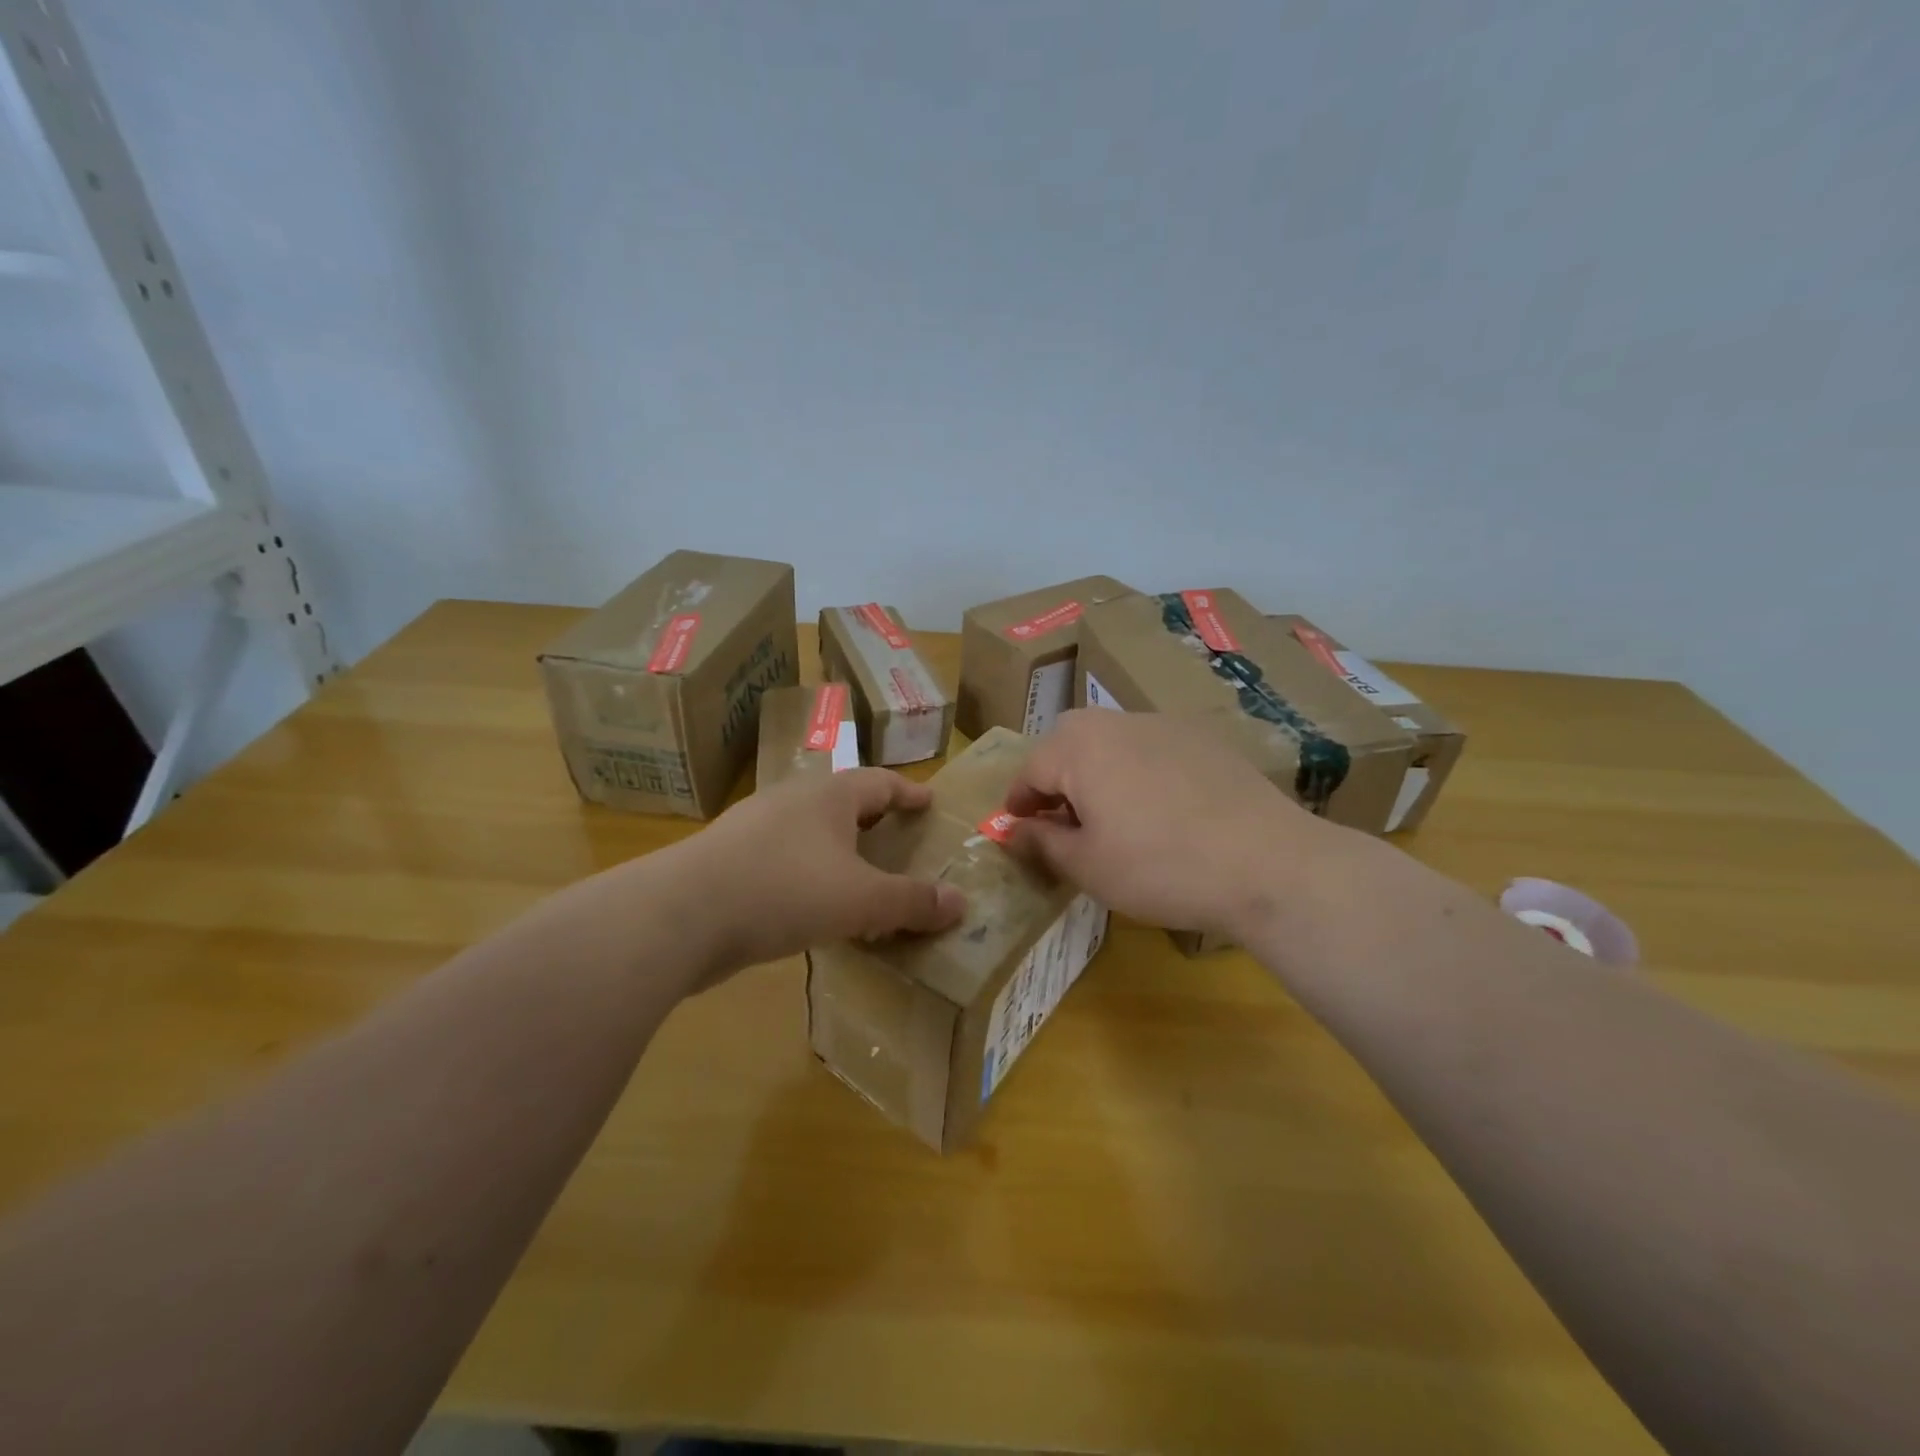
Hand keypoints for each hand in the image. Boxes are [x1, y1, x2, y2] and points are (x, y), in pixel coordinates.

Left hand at [669, 767, 966, 982]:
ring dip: (838, 848)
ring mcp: (754, 827)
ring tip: (859, 874)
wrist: (681, 914)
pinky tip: (811, 904)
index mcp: (828, 795)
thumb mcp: (861, 900)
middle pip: (843, 801)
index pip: (880, 781)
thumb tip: (961, 903)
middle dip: (873, 819)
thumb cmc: (785, 890)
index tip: (930, 803)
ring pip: (810, 830)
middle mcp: (791, 800)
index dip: (909, 793)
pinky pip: (783, 858)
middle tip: (898, 838)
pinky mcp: (728, 859)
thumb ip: (912, 901)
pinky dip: (808, 872)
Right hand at [1004, 709, 1343, 937]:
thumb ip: (1041, 842)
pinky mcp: (1205, 739)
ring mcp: (1166, 725)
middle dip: (1056, 779)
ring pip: (1112, 742)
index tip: (1017, 829)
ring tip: (1110, 816)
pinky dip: (1139, 772)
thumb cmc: (1159, 867)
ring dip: (1097, 772)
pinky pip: (1152, 748)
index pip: (1030, 769)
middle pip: (1069, 743)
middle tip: (1061, 821)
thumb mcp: (1087, 866)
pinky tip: (1161, 811)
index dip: (1018, 802)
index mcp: (1079, 747)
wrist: (1266, 862)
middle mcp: (1118, 721)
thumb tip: (1012, 830)